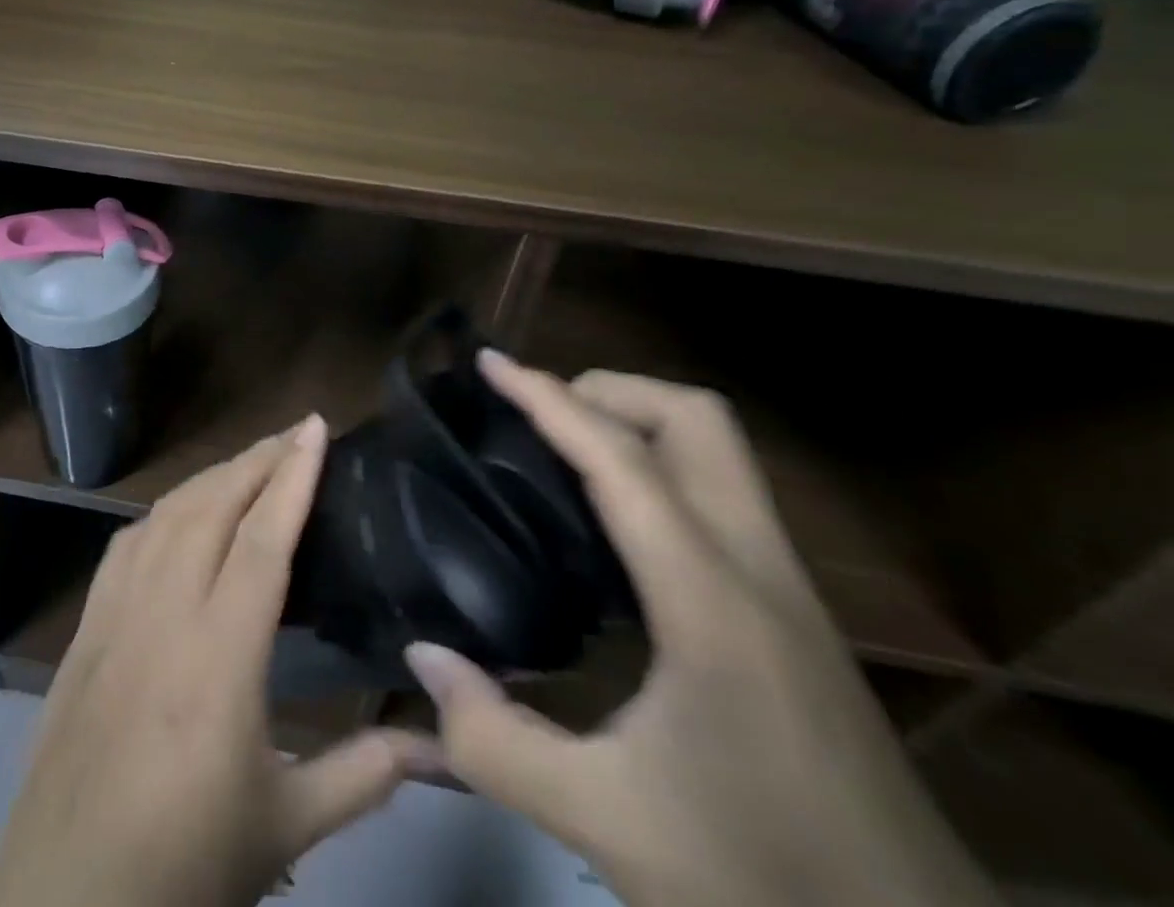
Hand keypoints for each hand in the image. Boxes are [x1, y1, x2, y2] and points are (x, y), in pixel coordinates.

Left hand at [0, 417, 438, 906]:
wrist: (64, 899)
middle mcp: (163, 613)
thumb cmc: (183, 862)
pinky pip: (126, 545)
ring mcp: (115, 615)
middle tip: (295, 431)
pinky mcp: (84, 629)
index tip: (315, 428)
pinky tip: (178, 516)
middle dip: (257, 459)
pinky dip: (162, 513)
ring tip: (250, 462)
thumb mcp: (285, 825)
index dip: (292, 475)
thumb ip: (365, 775)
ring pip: (165, 516)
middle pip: (212, 507)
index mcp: (218, 655)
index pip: (262, 539)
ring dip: (211, 477)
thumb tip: (440, 745)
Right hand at [405, 354, 1001, 906]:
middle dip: (607, 392)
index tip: (490, 363)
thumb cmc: (765, 884)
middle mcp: (757, 568)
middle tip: (536, 415)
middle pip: (695, 419)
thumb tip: (422, 656)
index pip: (620, 458)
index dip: (547, 398)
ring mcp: (787, 588)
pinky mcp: (794, 615)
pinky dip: (658, 470)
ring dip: (636, 424)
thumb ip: (495, 741)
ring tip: (561, 453)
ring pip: (718, 451)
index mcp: (710, 599)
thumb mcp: (608, 823)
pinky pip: (720, 495)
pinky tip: (612, 527)